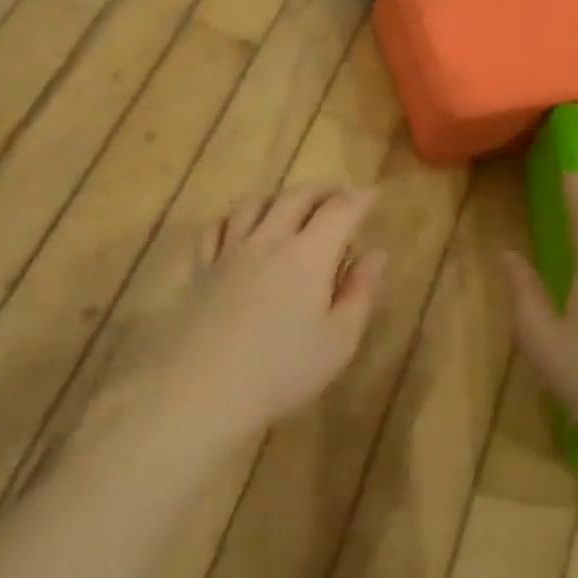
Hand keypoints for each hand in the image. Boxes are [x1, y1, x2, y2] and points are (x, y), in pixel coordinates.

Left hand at [110, 186, 386, 448]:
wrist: (205, 388)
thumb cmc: (282, 370)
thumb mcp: (339, 341)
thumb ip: (360, 293)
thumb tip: (376, 254)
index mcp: (308, 256)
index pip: (340, 211)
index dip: (360, 199)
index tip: (373, 195)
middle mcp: (268, 240)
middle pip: (296, 197)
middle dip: (323, 189)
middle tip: (339, 194)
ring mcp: (229, 251)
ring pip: (254, 204)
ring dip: (279, 196)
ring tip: (291, 205)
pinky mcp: (201, 268)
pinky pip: (216, 227)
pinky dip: (233, 218)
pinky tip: (238, 227)